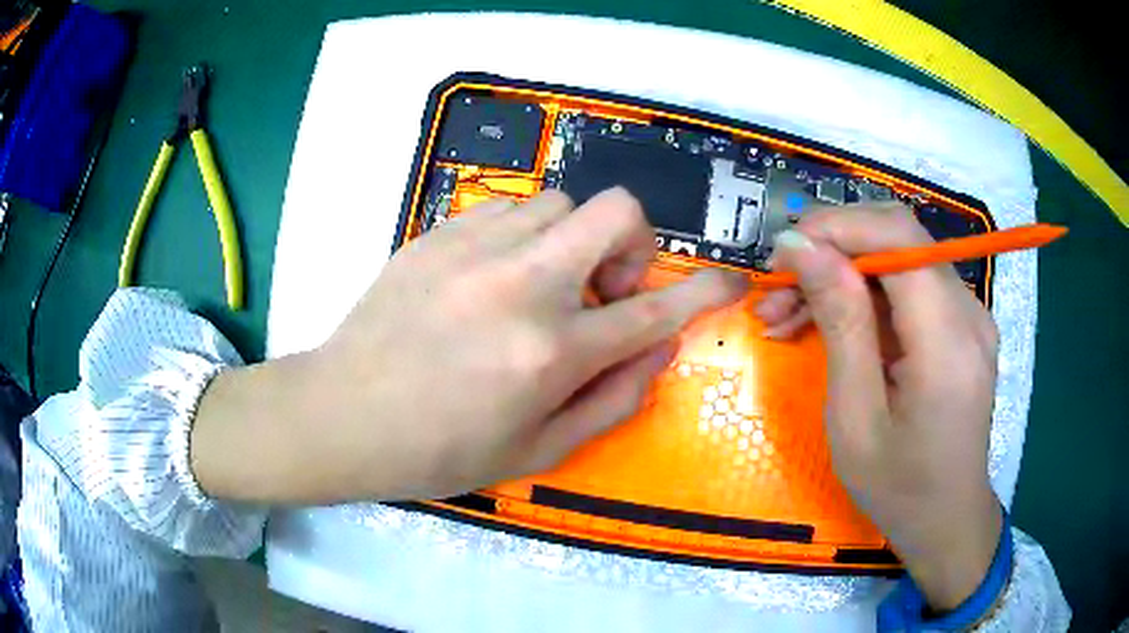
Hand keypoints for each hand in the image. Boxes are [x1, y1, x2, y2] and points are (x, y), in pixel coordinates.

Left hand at [192, 188, 747, 502]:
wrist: (342, 415)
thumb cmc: (439, 451)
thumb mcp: (537, 452)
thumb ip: (611, 400)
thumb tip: (657, 349)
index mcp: (550, 351)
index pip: (655, 309)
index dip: (706, 291)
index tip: (730, 281)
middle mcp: (522, 285)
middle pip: (615, 211)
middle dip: (633, 242)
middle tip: (603, 286)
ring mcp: (475, 249)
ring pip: (561, 203)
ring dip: (571, 240)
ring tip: (540, 283)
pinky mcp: (437, 234)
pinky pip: (507, 209)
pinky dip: (523, 237)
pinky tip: (492, 276)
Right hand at [755, 204, 1002, 610]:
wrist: (947, 519)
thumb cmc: (898, 486)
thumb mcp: (855, 418)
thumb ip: (840, 323)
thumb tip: (802, 247)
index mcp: (949, 340)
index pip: (898, 235)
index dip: (837, 226)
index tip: (783, 254)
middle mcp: (969, 311)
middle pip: (898, 238)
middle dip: (832, 250)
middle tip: (777, 290)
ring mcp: (970, 314)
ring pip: (899, 259)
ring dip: (842, 275)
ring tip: (788, 315)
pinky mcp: (961, 324)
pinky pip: (909, 287)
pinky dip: (864, 297)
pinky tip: (830, 324)